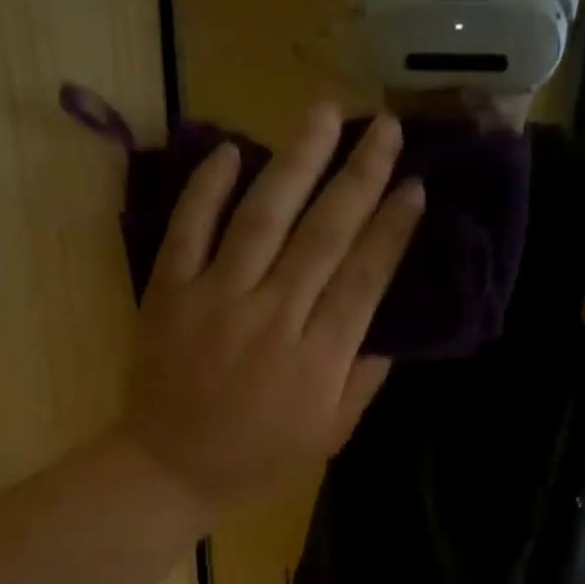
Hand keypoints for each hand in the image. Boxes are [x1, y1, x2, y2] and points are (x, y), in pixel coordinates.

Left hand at [118, 105, 423, 520]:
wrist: (169, 469)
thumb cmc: (258, 459)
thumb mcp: (329, 435)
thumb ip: (362, 380)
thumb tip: (388, 328)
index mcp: (318, 357)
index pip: (365, 277)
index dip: (393, 229)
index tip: (415, 186)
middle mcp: (273, 316)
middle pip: (324, 234)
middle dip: (360, 177)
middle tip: (387, 129)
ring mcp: (216, 298)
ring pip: (262, 217)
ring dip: (296, 161)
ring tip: (323, 113)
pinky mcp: (169, 292)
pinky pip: (189, 230)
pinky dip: (207, 188)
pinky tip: (232, 150)